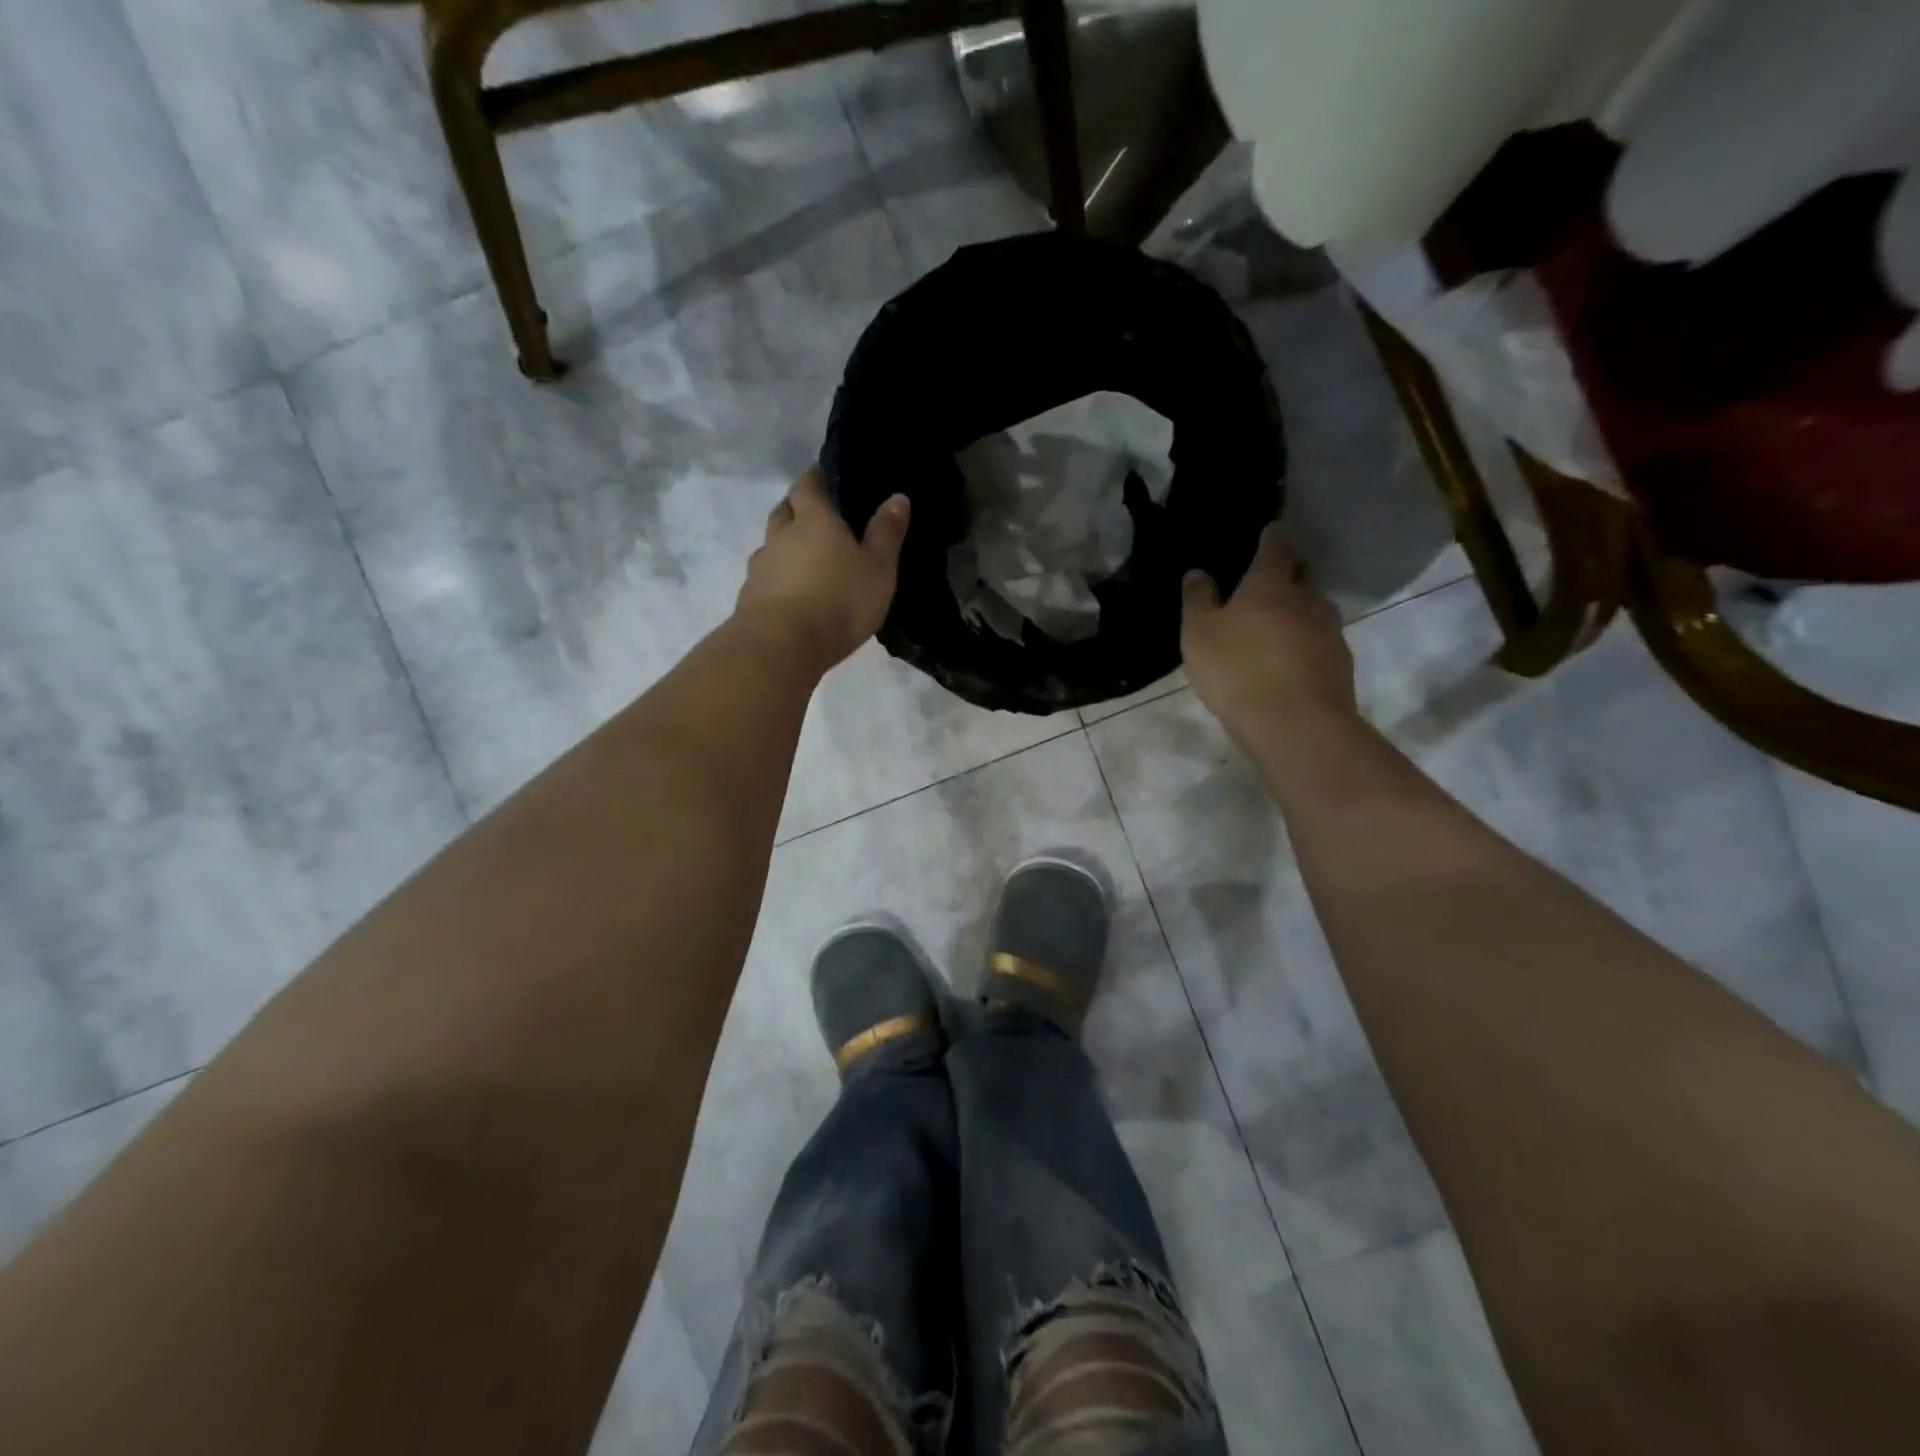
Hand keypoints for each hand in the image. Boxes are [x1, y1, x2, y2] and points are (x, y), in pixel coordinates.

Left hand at [735, 468, 910, 673]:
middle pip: (784, 509)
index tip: (827, 479)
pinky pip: (765, 576)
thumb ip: (887, 533)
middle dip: (797, 508)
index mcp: (813, 519)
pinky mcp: (750, 596)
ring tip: (805, 559)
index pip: (808, 484)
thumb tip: (898, 497)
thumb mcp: (878, 568)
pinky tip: (790, 591)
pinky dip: (777, 576)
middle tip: (817, 517)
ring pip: (771, 543)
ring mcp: (761, 566)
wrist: (781, 646)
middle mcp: (781, 534)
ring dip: (785, 544)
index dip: (816, 478)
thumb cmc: (838, 601)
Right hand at [1181, 524, 1355, 741]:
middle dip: (1287, 573)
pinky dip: (1304, 644)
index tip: (1269, 532)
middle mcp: (1307, 599)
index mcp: (1271, 584)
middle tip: (1267, 581)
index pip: (1275, 547)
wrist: (1295, 724)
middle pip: (1301, 575)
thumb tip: (1198, 572)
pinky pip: (1319, 643)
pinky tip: (1287, 662)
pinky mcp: (1340, 664)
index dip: (1271, 538)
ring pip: (1312, 610)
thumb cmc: (1239, 669)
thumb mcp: (1199, 634)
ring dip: (1296, 612)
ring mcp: (1329, 631)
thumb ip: (1198, 600)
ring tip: (1274, 628)